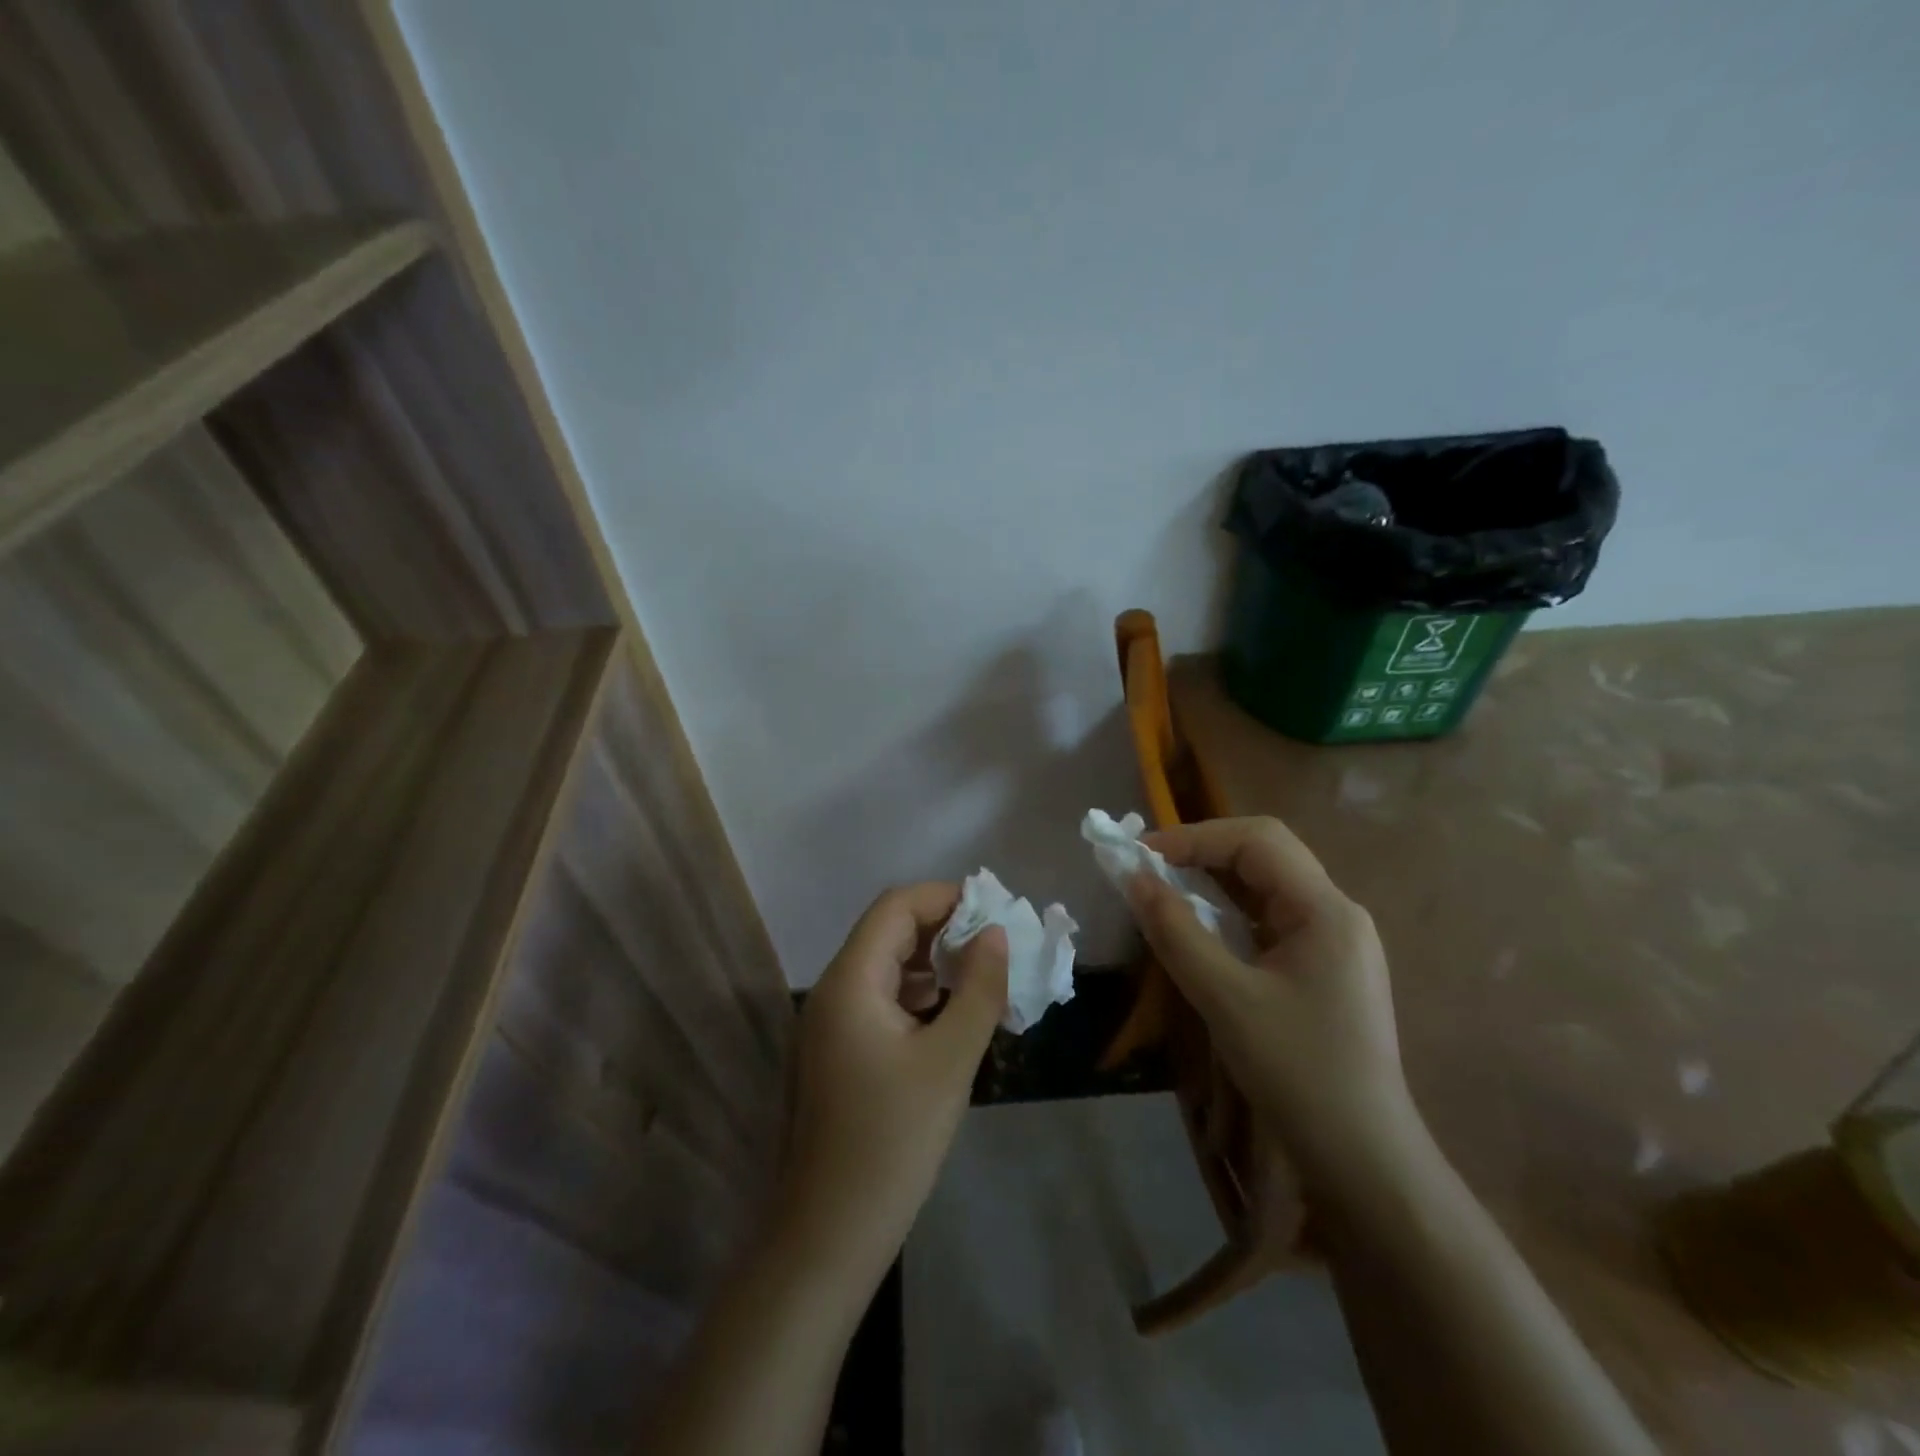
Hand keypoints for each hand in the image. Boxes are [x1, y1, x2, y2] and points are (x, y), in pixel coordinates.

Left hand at [779, 884, 1007, 1283]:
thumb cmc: (892, 1141)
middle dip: (944, 928)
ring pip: (888, 967)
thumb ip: (978, 990)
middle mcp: (834, 990)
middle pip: (890, 932)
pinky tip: (956, 1014)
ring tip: (986, 975)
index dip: (945, 898)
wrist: (830, 1234)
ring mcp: (833, 1023)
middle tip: (998, 943)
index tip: (994, 911)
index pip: (895, 907)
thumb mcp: (949, 1060)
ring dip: (935, 963)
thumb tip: (996, 934)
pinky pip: (883, 1000)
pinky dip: (921, 995)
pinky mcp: (841, 1051)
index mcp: (850, 981)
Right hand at [1127, 817, 1425, 1202]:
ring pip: (1266, 888)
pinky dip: (1229, 915)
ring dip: (1214, 884)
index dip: (1196, 836)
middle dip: (1203, 854)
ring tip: (1165, 894)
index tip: (1143, 854)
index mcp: (1326, 910)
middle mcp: (1337, 914)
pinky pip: (1270, 921)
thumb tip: (1133, 879)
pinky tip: (1201, 932)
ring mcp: (1335, 942)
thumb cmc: (1297, 1073)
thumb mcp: (1225, 998)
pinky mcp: (1325, 970)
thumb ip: (1176, 932)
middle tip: (1149, 870)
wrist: (1364, 1162)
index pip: (1258, 839)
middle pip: (1264, 856)